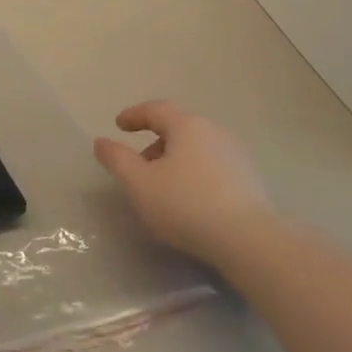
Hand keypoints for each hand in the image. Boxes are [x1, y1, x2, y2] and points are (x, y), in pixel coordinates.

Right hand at [94, 101, 273, 269]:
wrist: (250, 241)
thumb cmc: (187, 205)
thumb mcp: (140, 184)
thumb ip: (117, 160)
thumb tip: (101, 141)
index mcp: (187, 126)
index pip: (156, 110)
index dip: (134, 115)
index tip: (119, 125)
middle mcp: (214, 132)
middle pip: (178, 128)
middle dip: (155, 143)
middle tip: (138, 165)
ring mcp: (236, 155)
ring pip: (196, 148)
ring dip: (175, 160)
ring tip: (163, 187)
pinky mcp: (250, 179)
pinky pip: (213, 166)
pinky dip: (195, 173)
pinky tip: (190, 200)